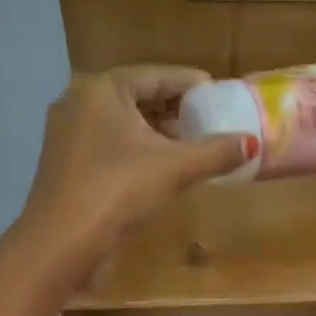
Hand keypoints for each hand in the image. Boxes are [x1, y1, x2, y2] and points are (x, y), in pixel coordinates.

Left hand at [20, 66, 253, 276]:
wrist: (62, 240)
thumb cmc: (118, 190)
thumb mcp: (174, 168)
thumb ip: (215, 153)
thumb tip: (253, 144)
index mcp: (102, 88)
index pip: (156, 75)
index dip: (190, 84)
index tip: (217, 91)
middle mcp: (79, 100)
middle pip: (137, 97)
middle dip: (173, 109)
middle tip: (206, 121)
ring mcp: (67, 132)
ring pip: (121, 123)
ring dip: (154, 132)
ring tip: (187, 146)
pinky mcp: (64, 162)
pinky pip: (108, 144)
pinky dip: (135, 149)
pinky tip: (156, 168)